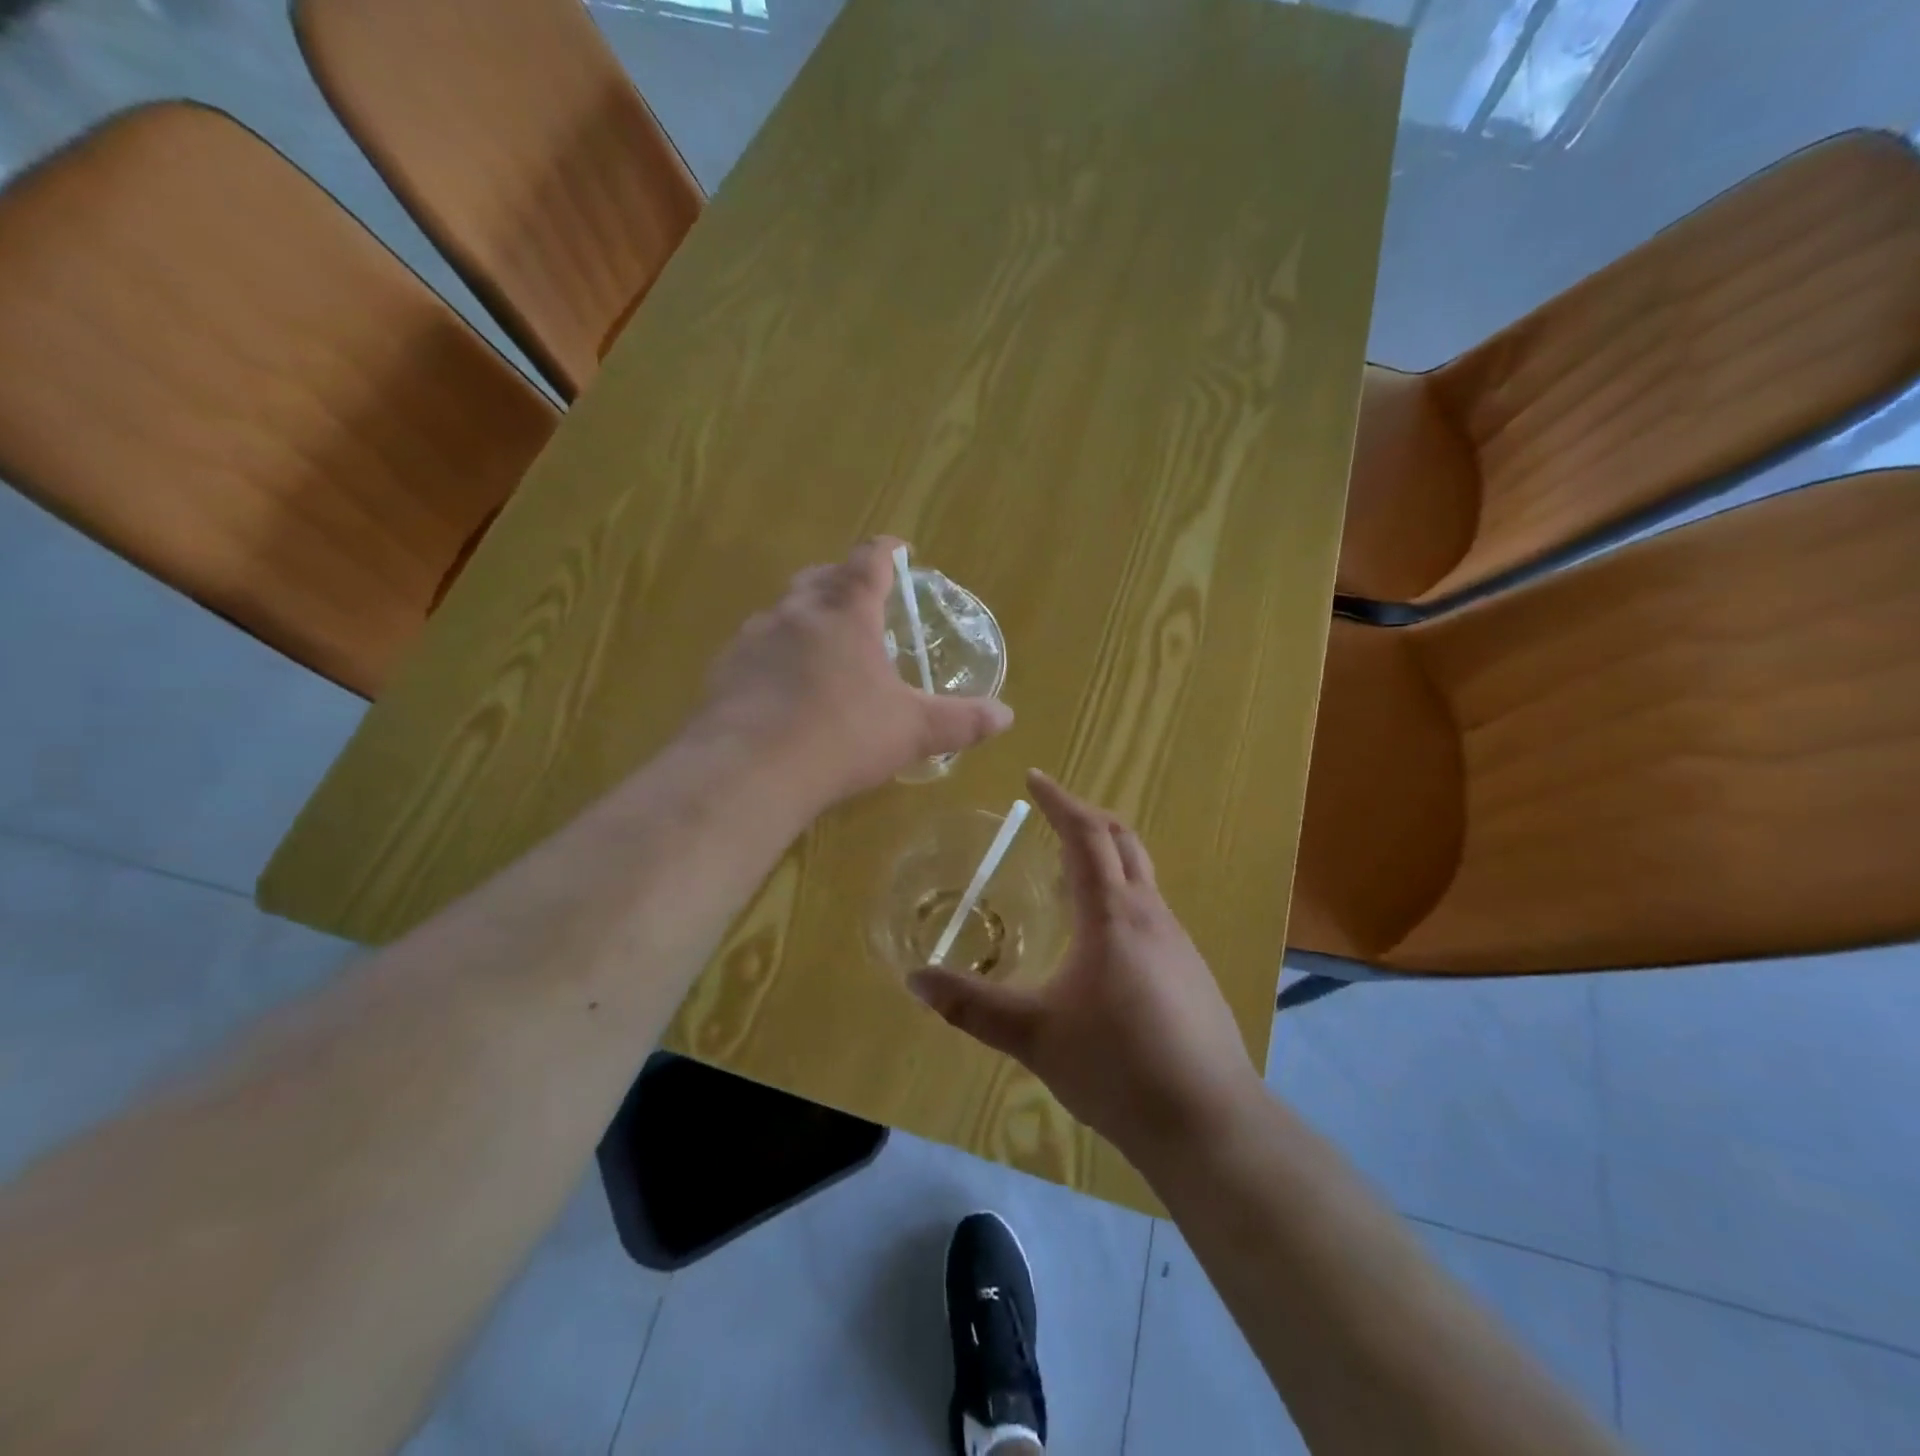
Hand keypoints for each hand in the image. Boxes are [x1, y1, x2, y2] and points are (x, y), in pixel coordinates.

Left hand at [695, 538, 1013, 810]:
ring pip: (783, 611)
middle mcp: (797, 612)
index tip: (900, 552)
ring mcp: (754, 637)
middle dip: (843, 581)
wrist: (750, 771)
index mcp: (846, 613)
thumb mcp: (913, 731)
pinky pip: (754, 648)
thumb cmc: (842, 737)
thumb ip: (961, 721)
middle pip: (821, 577)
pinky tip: (781, 689)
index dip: (888, 552)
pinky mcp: (724, 668)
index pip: (869, 561)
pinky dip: (773, 655)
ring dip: (805, 618)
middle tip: (862, 603)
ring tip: (822, 649)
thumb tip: (1007, 716)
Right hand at [909, 770, 1262, 1157]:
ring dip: (1107, 859)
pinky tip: (1103, 942)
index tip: (1034, 778)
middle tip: (1053, 814)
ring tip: (1069, 875)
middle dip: (1088, 818)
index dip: (1059, 801)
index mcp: (1113, 914)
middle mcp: (1151, 914)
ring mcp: (1179, 943)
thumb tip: (915, 979)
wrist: (1209, 1122)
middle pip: (1123, 841)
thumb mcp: (1034, 1036)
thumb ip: (972, 1007)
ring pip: (1142, 877)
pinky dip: (1123, 897)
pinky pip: (1152, 912)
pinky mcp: (1192, 972)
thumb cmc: (1116, 1067)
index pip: (1086, 835)